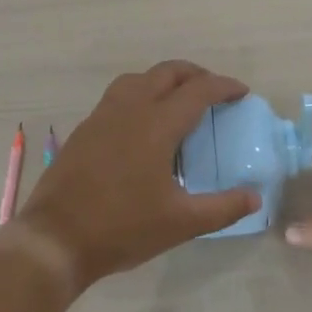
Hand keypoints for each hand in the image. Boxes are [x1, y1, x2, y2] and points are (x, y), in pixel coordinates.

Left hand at [11, 61, 259, 292]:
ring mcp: (103, 115)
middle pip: (168, 72)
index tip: (241, 93)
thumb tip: (255, 196)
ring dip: (165, 79)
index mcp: (157, 124)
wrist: (56, 239)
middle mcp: (130, 108)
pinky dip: (140, 94)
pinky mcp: (85, 128)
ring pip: (139, 78)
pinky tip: (143, 123)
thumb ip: (223, 208)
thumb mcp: (181, 224)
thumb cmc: (122, 228)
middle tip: (214, 92)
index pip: (198, 90)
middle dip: (195, 75)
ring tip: (179, 100)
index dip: (224, 86)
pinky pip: (118, 94)